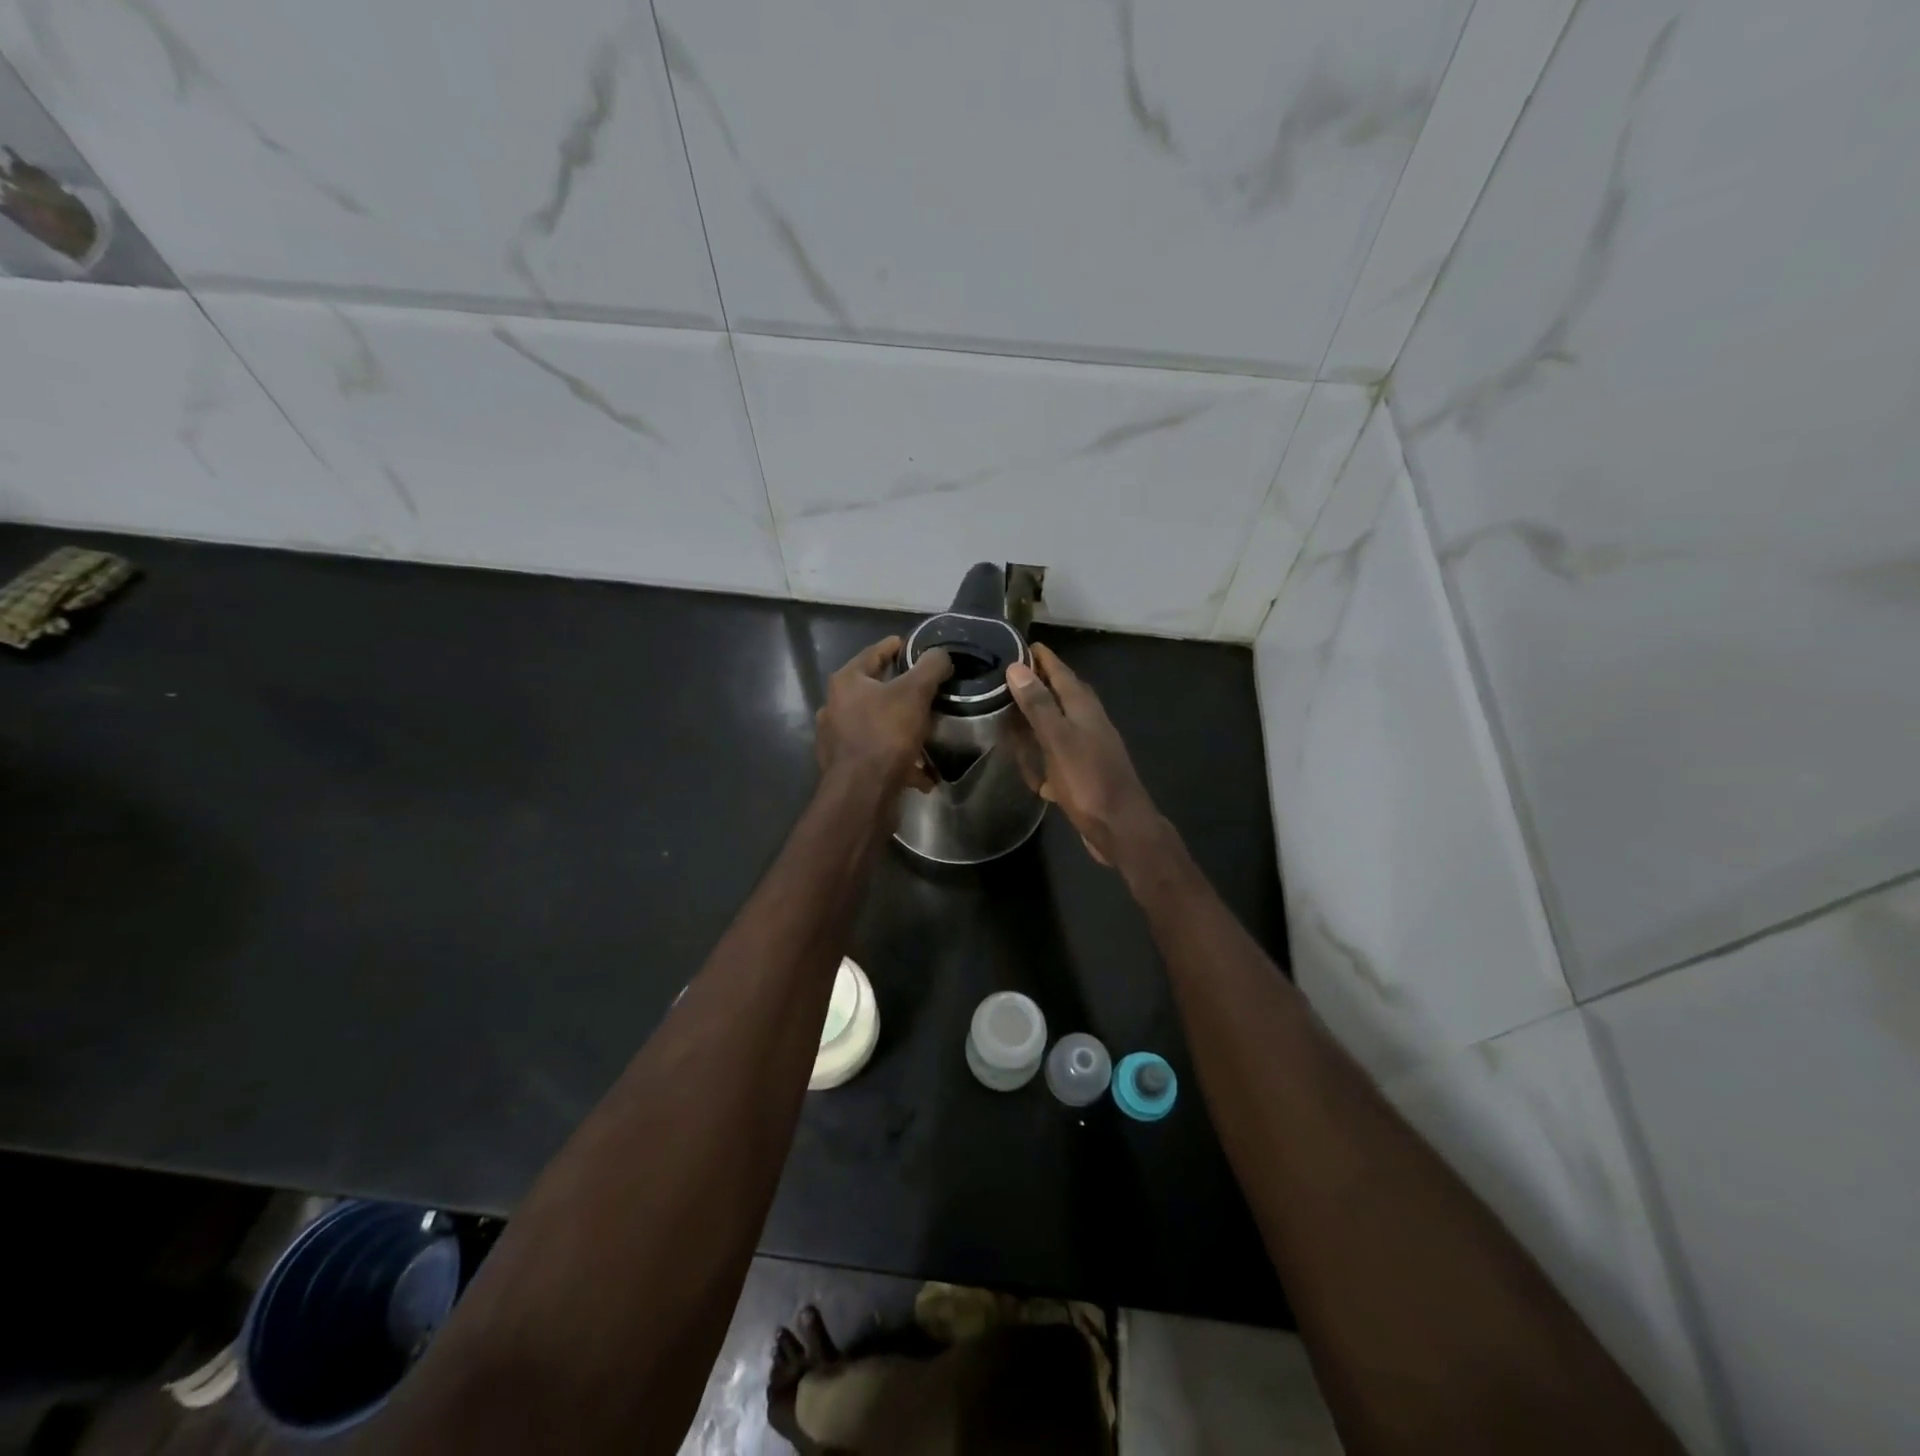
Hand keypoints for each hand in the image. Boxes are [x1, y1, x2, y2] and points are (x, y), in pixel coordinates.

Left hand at [816, 637, 952, 791]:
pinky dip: (898, 758)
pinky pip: (878, 754)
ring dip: (900, 727)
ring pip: (876, 725)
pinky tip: (921, 771)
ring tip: (925, 730)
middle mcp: (835, 707)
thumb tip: (940, 655)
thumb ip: (930, 667)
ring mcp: (837, 739)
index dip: (895, 647)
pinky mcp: (845, 767)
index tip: (912, 645)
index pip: (873, 653)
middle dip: (900, 690)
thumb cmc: (886, 734)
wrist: (862, 793)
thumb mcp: (915, 693)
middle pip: (873, 690)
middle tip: (925, 688)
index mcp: (846, 682)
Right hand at [1005, 643, 1159, 865]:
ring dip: (1038, 718)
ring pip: (1059, 724)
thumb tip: (1017, 667)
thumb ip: (1038, 705)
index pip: (1061, 672)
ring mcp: (1088, 748)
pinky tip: (1028, 763)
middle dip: (1038, 684)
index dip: (1041, 658)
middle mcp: (1089, 722)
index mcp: (1084, 708)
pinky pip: (1058, 754)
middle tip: (1007, 677)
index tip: (1018, 643)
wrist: (1120, 828)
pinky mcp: (1084, 773)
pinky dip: (1043, 752)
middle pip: (1061, 695)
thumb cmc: (1088, 781)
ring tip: (1010, 713)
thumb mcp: (1058, 740)